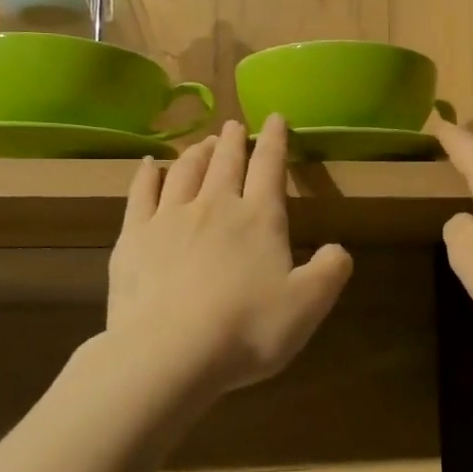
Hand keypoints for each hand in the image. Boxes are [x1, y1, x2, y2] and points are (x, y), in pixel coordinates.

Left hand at [108, 116, 353, 397]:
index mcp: (258, 218)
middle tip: (234, 126)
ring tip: (203, 143)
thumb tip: (339, 250)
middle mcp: (214, 206)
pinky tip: (149, 165)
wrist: (169, 354)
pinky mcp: (133, 238)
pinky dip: (147, 175)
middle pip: (226, 163)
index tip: (275, 117)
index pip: (269, 167)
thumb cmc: (247, 330)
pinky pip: (140, 194)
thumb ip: (330, 272)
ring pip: (185, 171)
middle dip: (233, 141)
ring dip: (197, 153)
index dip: (275, 140)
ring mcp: (169, 219)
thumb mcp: (307, 306)